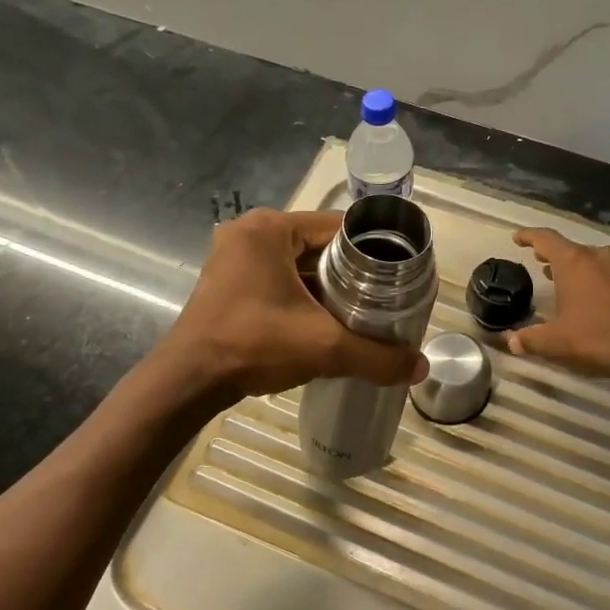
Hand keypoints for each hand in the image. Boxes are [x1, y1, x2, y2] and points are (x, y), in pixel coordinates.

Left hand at [161, 210, 428, 400]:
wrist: (190, 381)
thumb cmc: (254, 345)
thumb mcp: (324, 348)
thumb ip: (376, 356)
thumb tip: (420, 368)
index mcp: (271, 228)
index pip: (339, 228)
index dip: (372, 251)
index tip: (396, 278)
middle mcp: (250, 232)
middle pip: (318, 246)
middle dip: (349, 274)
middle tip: (381, 300)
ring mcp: (234, 256)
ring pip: (297, 265)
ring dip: (325, 287)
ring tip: (360, 313)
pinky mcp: (227, 281)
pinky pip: (277, 279)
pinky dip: (301, 296)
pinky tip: (323, 322)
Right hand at [507, 228, 609, 381]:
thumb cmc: (593, 337)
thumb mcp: (553, 341)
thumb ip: (529, 339)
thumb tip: (512, 342)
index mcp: (572, 261)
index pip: (545, 238)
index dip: (529, 236)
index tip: (517, 238)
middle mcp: (595, 257)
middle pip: (568, 247)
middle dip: (550, 252)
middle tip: (537, 258)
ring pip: (588, 258)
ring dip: (571, 264)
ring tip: (556, 274)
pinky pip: (603, 271)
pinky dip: (588, 276)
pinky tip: (583, 293)